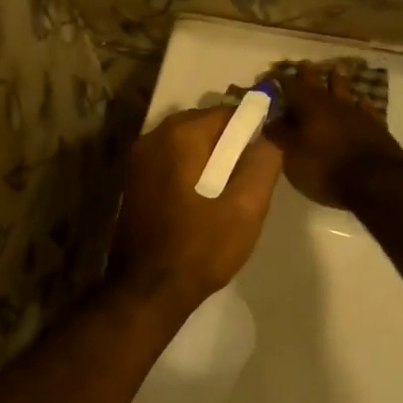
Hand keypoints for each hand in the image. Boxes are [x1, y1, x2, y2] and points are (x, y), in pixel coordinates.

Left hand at [111, 106, 282, 310]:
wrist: (148, 290)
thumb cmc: (200, 248)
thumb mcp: (246, 208)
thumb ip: (263, 164)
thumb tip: (271, 137)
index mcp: (180, 136)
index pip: (227, 113)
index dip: (252, 129)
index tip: (266, 155)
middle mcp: (153, 137)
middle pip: (203, 125)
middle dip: (229, 144)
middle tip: (249, 177)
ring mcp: (137, 159)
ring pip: (185, 144)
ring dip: (209, 158)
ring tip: (229, 191)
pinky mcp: (132, 181)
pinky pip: (169, 161)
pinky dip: (189, 169)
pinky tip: (202, 199)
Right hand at [265, 61, 402, 208]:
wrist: (374, 182)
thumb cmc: (324, 168)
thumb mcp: (292, 155)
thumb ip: (280, 135)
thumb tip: (270, 119)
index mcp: (309, 106)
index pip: (290, 85)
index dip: (280, 79)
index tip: (271, 73)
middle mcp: (333, 103)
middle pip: (318, 82)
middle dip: (308, 73)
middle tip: (302, 64)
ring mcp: (357, 113)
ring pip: (345, 90)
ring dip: (337, 81)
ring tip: (334, 71)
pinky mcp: (376, 126)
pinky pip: (365, 107)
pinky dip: (360, 102)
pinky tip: (360, 100)